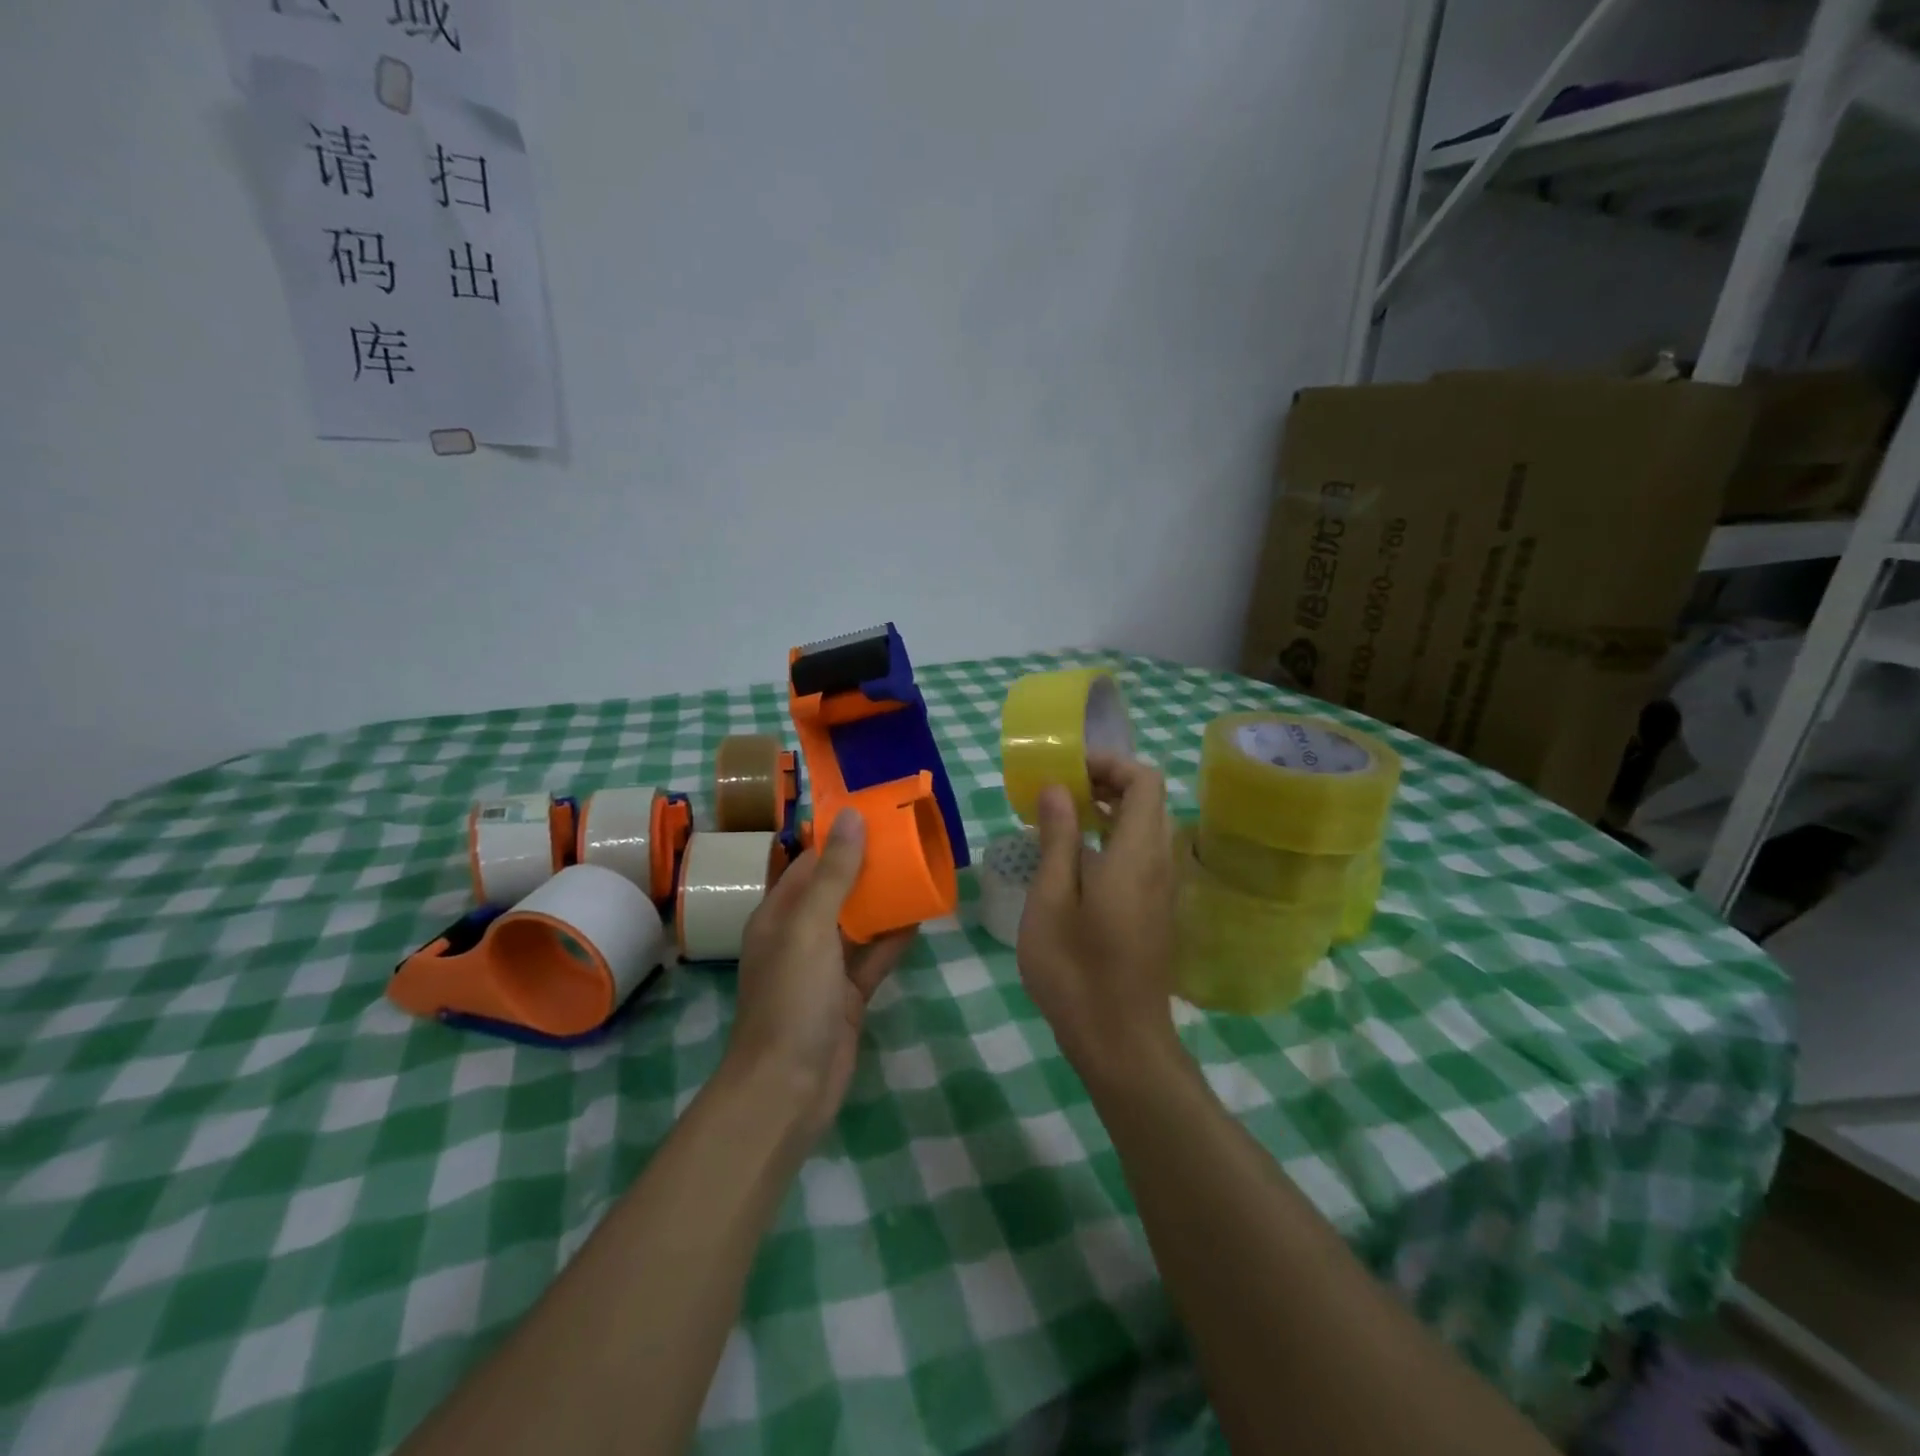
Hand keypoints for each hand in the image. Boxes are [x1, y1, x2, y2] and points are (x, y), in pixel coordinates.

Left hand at [724, 810, 915, 1143]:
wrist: (788, 1089)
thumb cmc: (791, 998)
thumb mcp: (809, 927)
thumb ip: (834, 874)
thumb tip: (851, 816)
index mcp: (779, 915)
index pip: (811, 864)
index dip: (841, 838)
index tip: (879, 817)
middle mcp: (799, 936)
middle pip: (837, 891)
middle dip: (869, 867)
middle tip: (910, 841)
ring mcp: (825, 968)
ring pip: (858, 923)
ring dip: (884, 901)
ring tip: (921, 871)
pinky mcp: (848, 996)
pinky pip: (873, 957)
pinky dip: (894, 939)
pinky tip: (921, 918)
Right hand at [1017, 755, 1179, 1085]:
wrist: (1121, 1043)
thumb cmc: (1077, 971)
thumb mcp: (1052, 900)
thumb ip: (1058, 839)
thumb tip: (1057, 788)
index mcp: (1137, 853)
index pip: (1145, 780)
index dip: (1109, 763)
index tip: (1067, 770)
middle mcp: (1160, 862)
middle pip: (1148, 800)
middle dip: (1106, 783)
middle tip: (1058, 792)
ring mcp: (1162, 888)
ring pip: (1146, 827)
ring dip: (1108, 812)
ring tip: (1060, 820)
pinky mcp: (1156, 910)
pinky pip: (1141, 854)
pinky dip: (1113, 839)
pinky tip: (1074, 862)